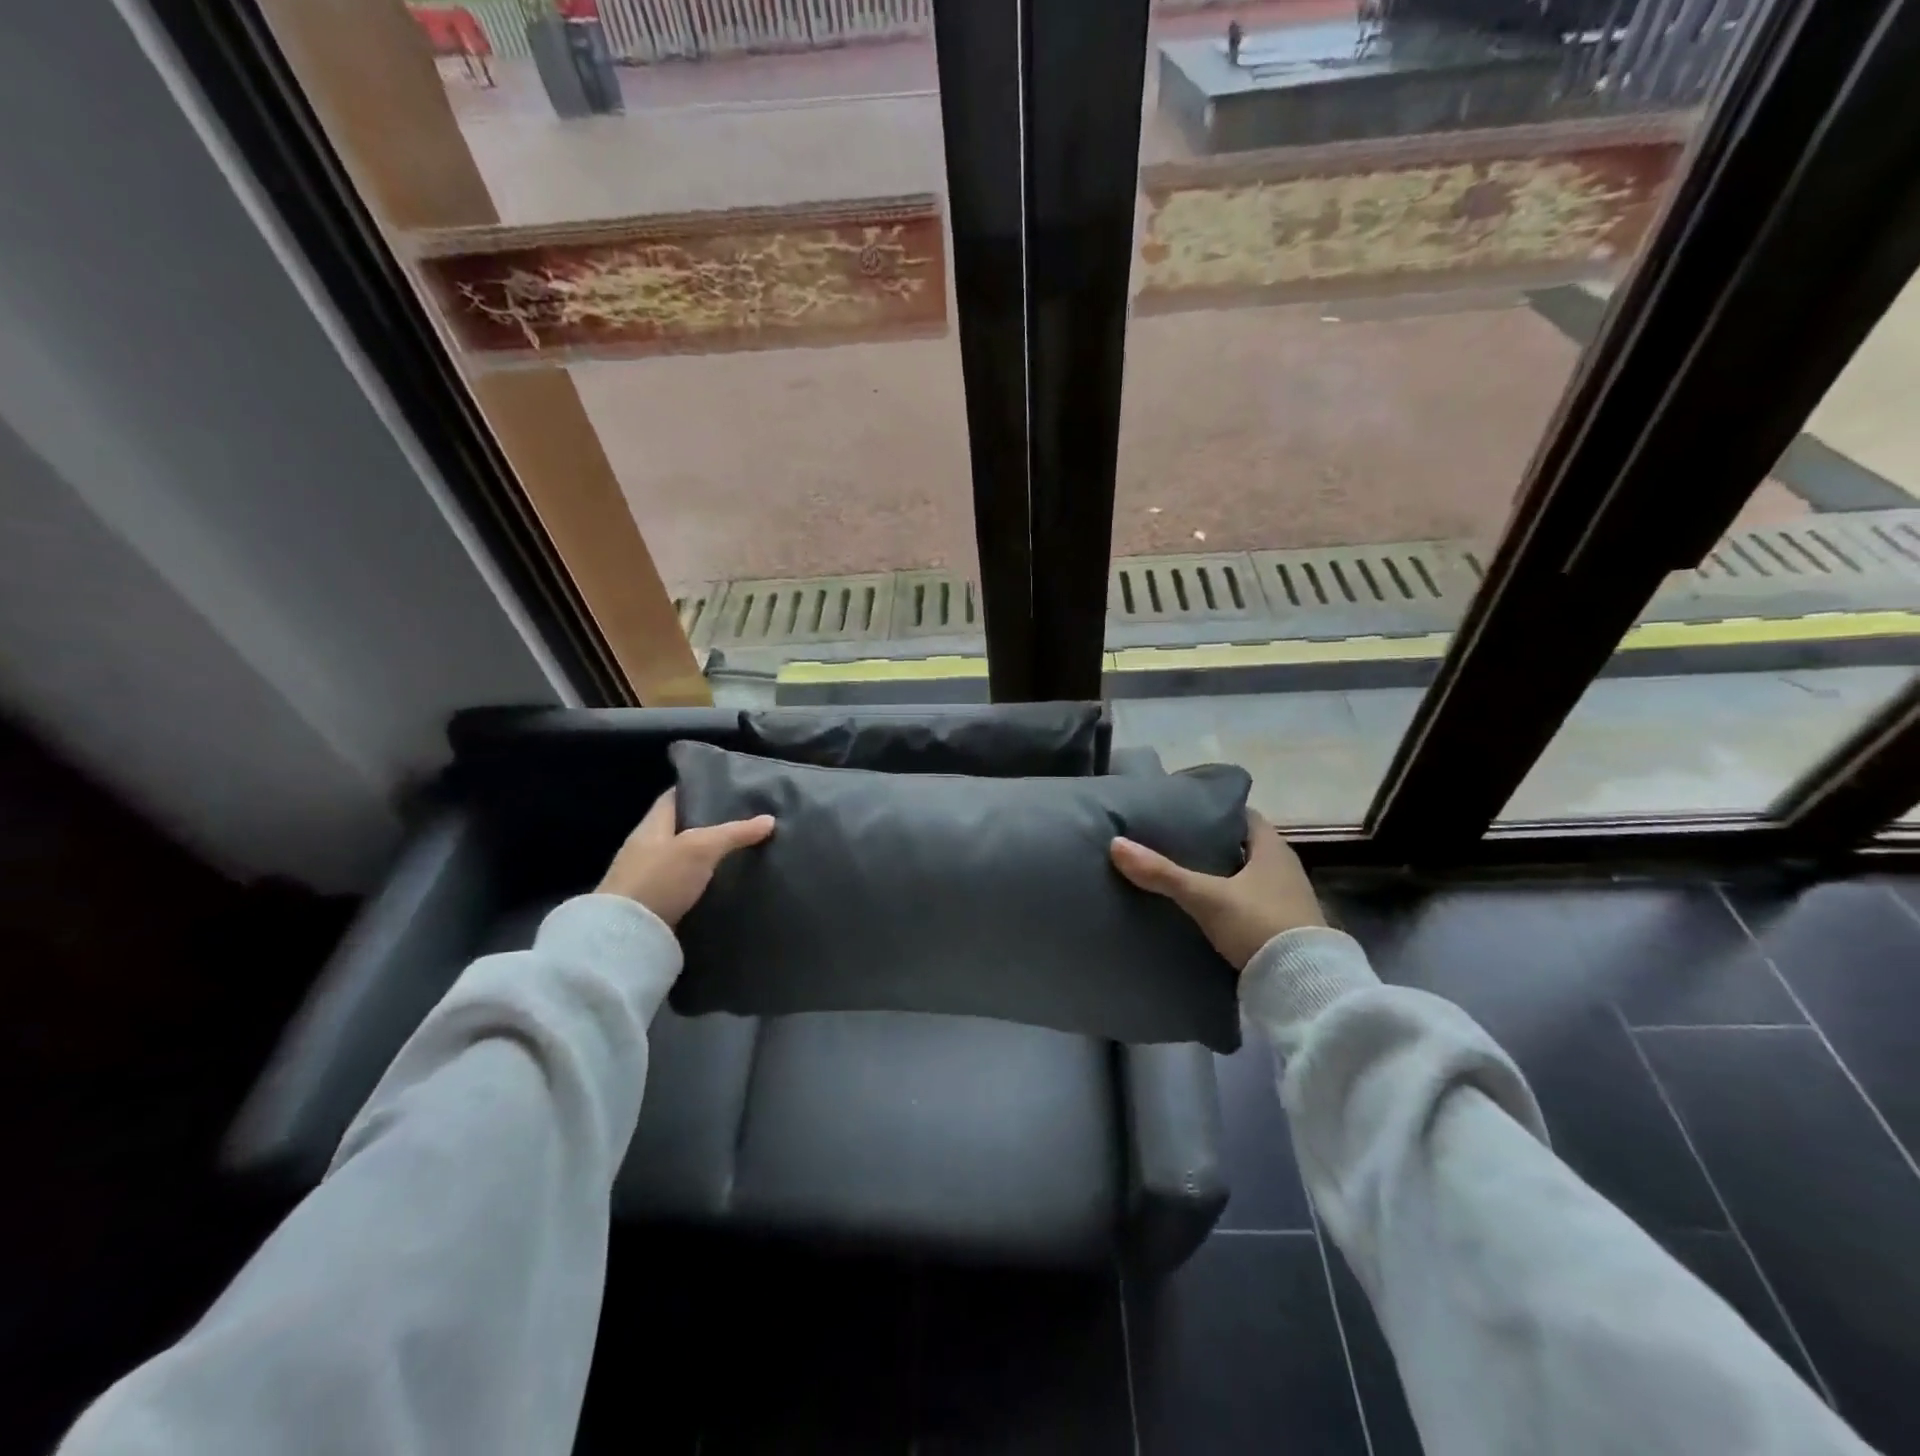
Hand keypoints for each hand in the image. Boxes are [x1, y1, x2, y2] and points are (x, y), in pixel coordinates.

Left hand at [597, 789, 774, 926]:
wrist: (624, 937)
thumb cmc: (659, 879)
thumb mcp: (701, 848)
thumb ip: (734, 832)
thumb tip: (770, 820)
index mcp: (651, 826)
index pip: (674, 798)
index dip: (697, 790)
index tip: (726, 789)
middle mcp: (646, 848)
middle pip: (680, 828)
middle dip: (708, 824)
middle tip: (744, 822)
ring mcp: (647, 879)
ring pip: (683, 858)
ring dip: (706, 856)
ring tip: (740, 852)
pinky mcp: (654, 906)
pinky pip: (683, 885)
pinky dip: (701, 882)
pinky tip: (723, 884)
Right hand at [1110, 810, 1324, 971]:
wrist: (1303, 986)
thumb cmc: (1259, 925)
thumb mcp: (1205, 896)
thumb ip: (1162, 873)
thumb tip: (1116, 844)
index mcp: (1273, 849)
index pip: (1244, 816)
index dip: (1216, 812)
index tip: (1185, 814)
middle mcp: (1285, 869)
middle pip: (1244, 847)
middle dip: (1214, 845)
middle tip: (1175, 844)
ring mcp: (1288, 900)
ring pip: (1248, 877)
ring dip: (1223, 876)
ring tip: (1184, 876)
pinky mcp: (1285, 928)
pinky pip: (1252, 903)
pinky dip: (1230, 902)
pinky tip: (1205, 910)